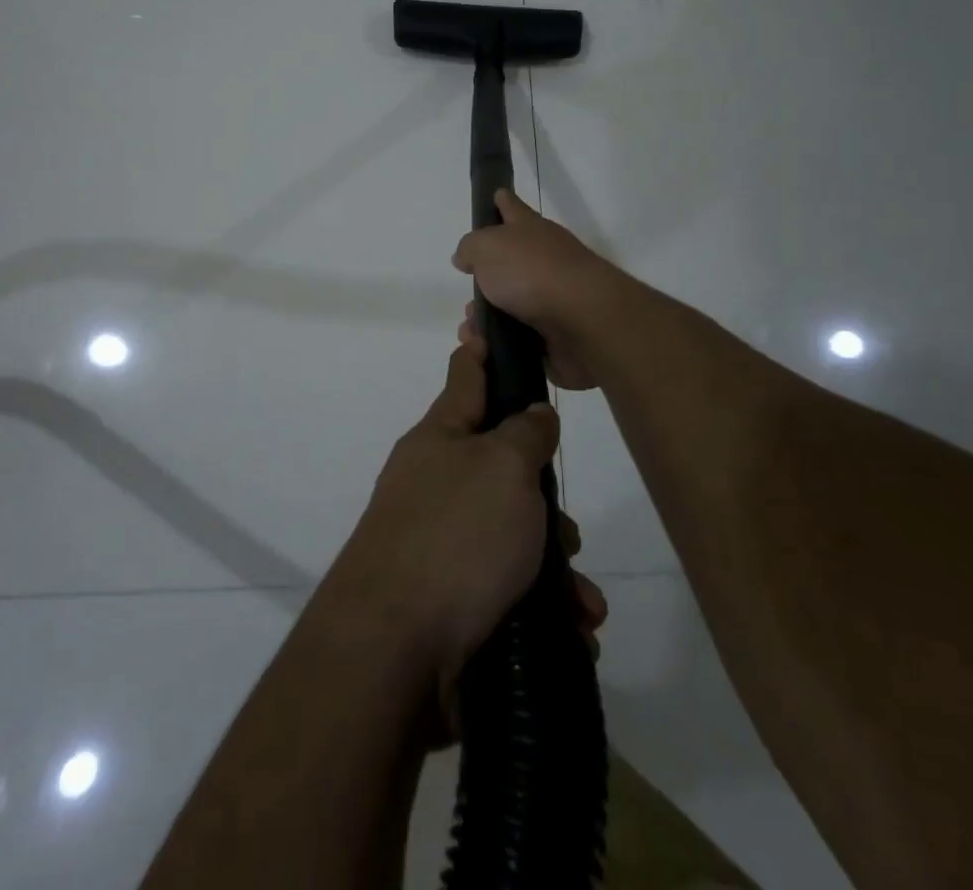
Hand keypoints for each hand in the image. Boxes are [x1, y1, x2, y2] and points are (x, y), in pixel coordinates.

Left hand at [324, 343, 607, 738]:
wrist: (393, 651)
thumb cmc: (455, 536)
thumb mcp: (503, 467)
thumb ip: (525, 432)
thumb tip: (532, 414)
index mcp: (440, 437)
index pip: (465, 377)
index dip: (481, 349)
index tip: (483, 322)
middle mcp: (435, 482)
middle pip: (501, 466)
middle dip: (543, 497)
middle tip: (564, 528)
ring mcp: (438, 540)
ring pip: (511, 532)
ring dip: (551, 563)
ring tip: (579, 598)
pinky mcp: (448, 597)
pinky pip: (507, 586)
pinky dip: (541, 604)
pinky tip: (572, 629)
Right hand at [452, 189, 622, 390]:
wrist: (584, 320)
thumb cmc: (532, 272)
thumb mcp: (487, 247)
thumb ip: (470, 248)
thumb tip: (466, 257)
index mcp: (531, 231)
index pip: (512, 208)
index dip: (502, 202)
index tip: (496, 195)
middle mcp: (545, 260)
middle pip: (508, 266)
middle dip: (484, 284)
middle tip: (466, 302)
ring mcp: (554, 299)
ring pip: (510, 308)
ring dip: (487, 321)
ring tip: (471, 334)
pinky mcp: (557, 336)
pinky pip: (520, 341)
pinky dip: (501, 346)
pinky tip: (485, 351)